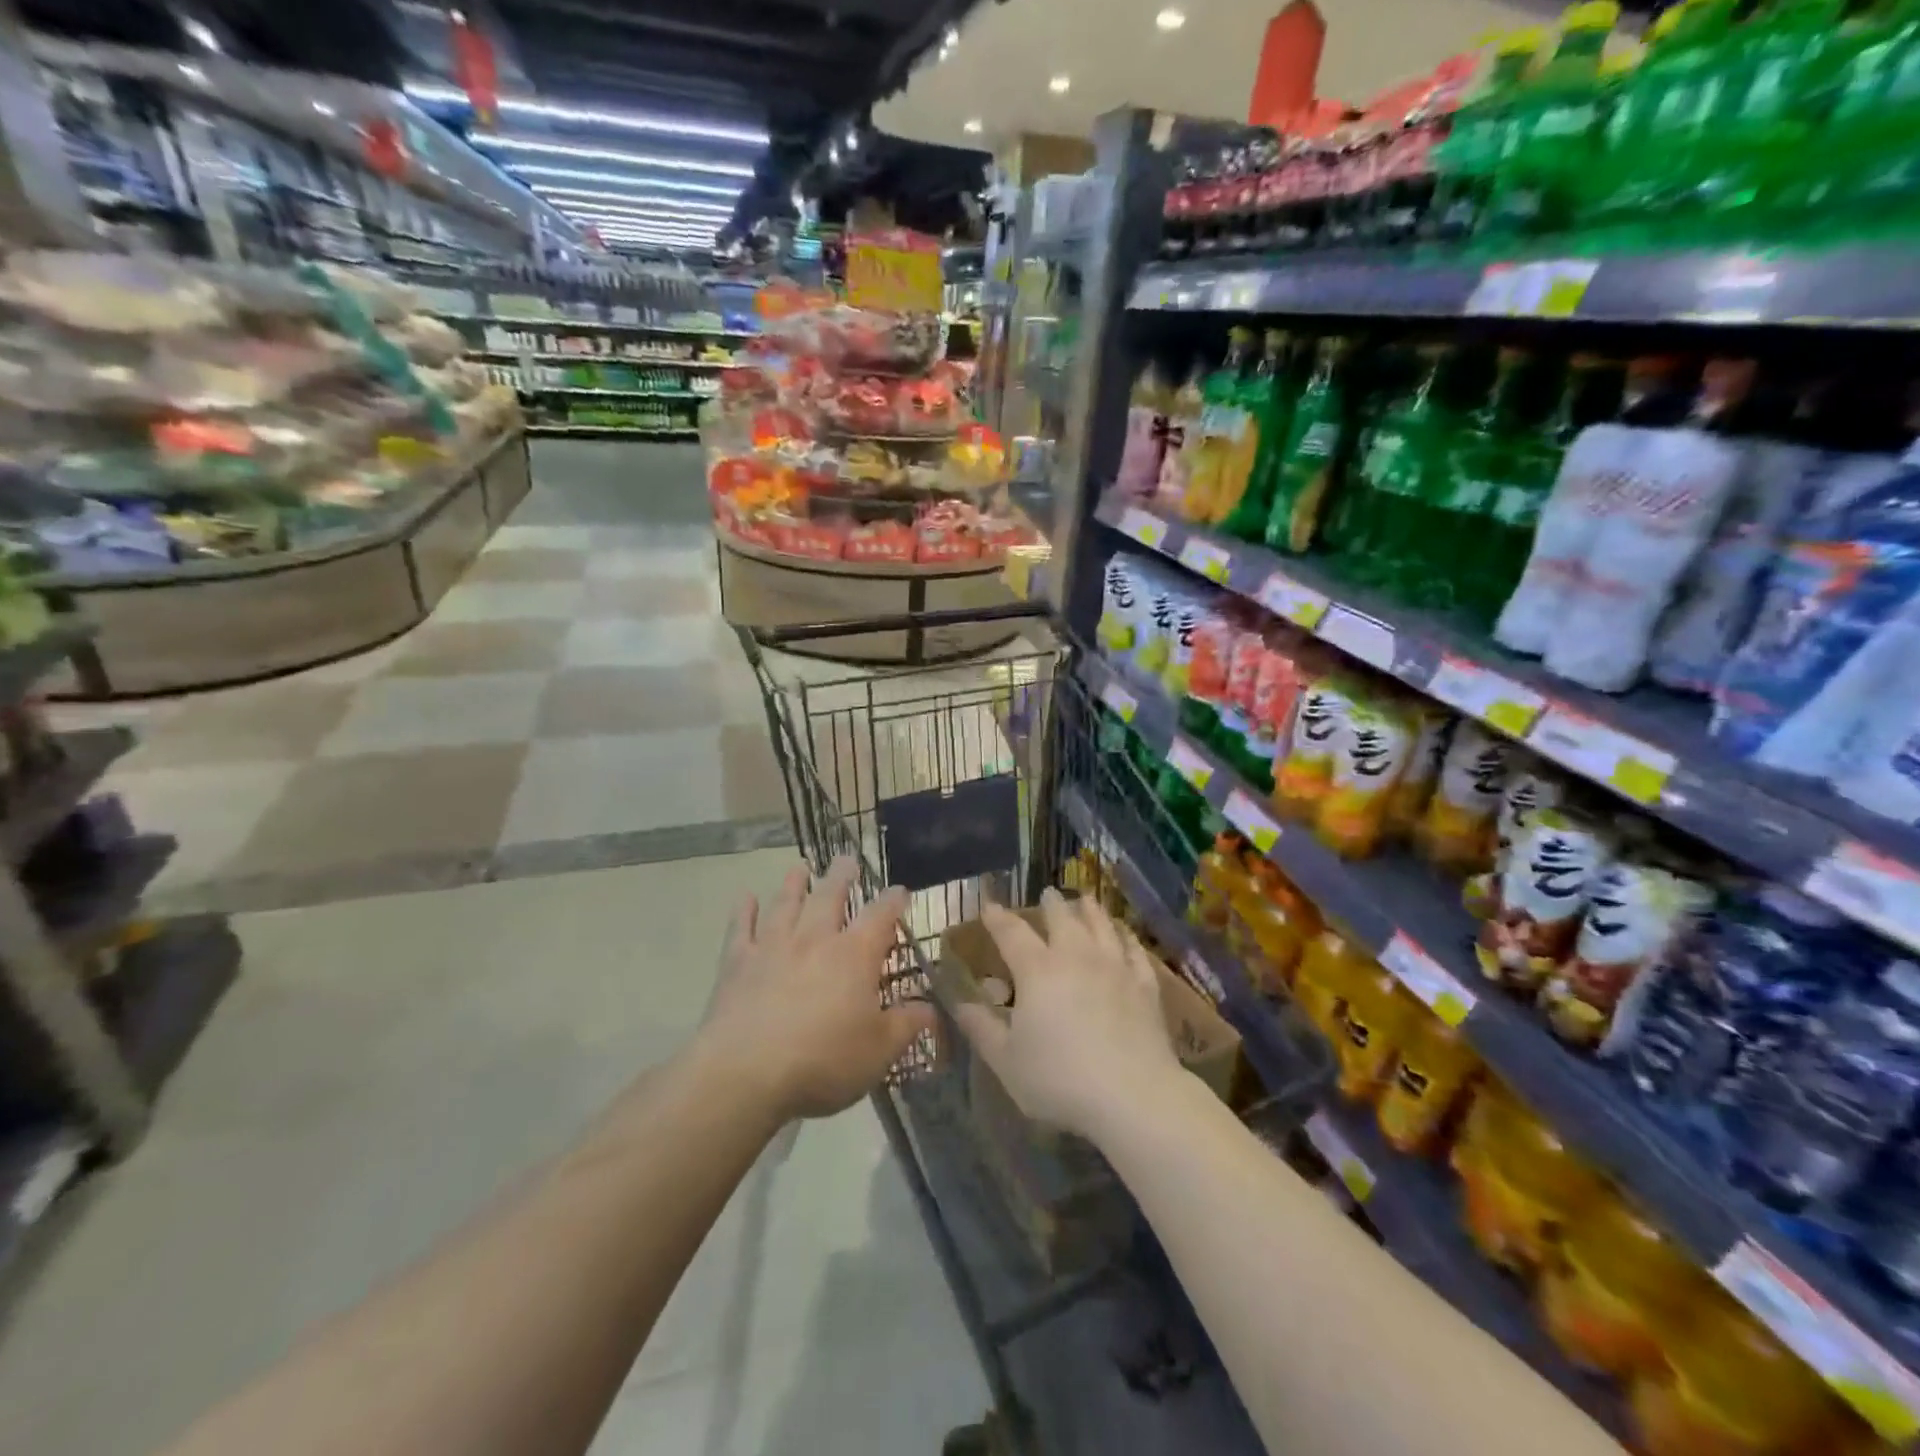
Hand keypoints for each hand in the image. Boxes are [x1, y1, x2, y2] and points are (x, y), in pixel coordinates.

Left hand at [695, 856, 933, 1123]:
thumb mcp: (879, 1051)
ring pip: (786, 905)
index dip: (893, 901)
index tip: (900, 891)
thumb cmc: (823, 1061)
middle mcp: (815, 939)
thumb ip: (907, 1025)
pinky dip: (744, 911)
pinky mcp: (737, 964)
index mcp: (854, 955)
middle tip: (846, 859)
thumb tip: (933, 1009)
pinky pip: (741, 929)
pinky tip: (745, 897)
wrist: (746, 1073)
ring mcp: (772, 947)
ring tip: (799, 869)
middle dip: (841, 877)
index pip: (880, 916)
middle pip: (830, 897)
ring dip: (793, 885)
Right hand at [954, 889, 1184, 1142]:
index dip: (997, 918)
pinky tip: (1125, 934)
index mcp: (1037, 970)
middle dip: (1051, 904)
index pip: (1012, 933)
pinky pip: (1134, 950)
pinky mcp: (1145, 985)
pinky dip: (1126, 937)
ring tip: (1085, 900)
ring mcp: (1115, 967)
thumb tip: (958, 1002)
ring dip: (1090, 910)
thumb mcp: (1006, 1061)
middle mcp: (1076, 956)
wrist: (1133, 1096)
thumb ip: (981, 1027)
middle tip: (1047, 894)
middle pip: (1062, 918)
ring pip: (1101, 925)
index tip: (989, 906)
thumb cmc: (1060, 1079)